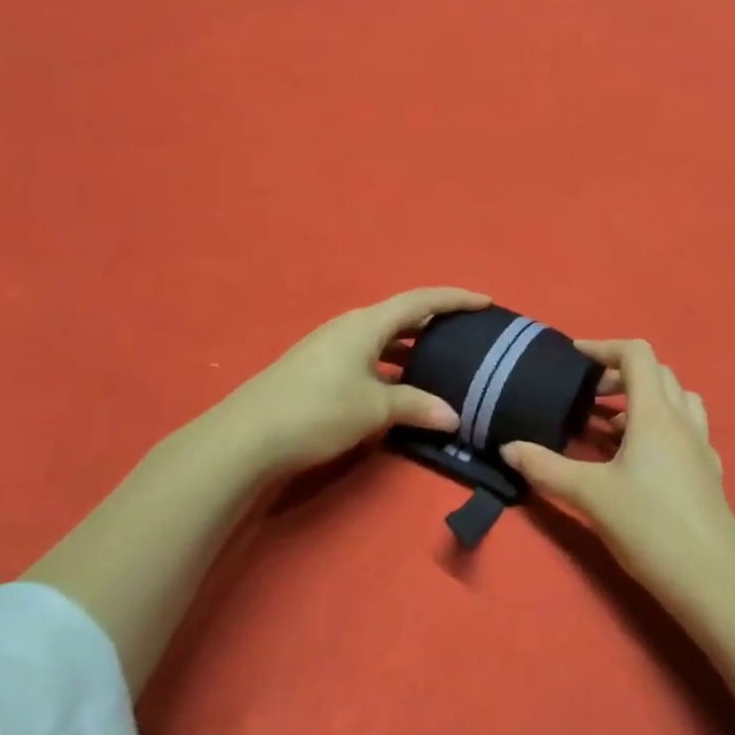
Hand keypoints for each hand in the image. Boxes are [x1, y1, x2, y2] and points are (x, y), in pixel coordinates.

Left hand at [222, 287, 490, 477]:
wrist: (248, 436)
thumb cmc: (318, 410)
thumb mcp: (374, 408)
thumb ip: (416, 406)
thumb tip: (453, 416)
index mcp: (366, 324)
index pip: (420, 301)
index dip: (455, 299)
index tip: (486, 303)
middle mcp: (349, 327)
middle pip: (401, 317)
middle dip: (435, 325)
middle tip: (468, 337)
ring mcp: (331, 348)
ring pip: (383, 341)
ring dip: (412, 350)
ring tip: (442, 366)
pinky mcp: (319, 369)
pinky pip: (368, 359)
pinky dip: (391, 368)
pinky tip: (401, 390)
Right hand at [502, 339, 734, 608]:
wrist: (715, 583)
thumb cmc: (650, 527)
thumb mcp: (590, 495)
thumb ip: (546, 468)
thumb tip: (507, 448)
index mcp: (656, 414)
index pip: (637, 354)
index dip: (604, 347)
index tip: (575, 359)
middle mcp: (683, 421)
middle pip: (658, 373)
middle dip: (620, 375)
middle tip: (589, 397)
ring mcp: (702, 448)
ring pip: (677, 400)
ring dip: (645, 400)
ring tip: (613, 427)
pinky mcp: (709, 474)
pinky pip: (686, 431)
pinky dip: (661, 428)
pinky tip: (642, 461)